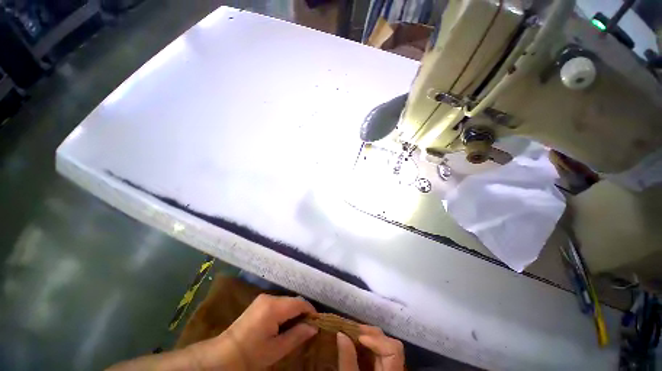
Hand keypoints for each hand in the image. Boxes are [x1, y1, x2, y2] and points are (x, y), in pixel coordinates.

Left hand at [191, 294, 317, 369]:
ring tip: (297, 326)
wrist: (224, 354)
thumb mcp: (277, 349)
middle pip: (293, 300)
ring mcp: (263, 298)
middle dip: (302, 311)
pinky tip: (284, 323)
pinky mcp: (260, 302)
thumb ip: (297, 335)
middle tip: (308, 326)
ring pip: (286, 301)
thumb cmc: (252, 354)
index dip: (311, 311)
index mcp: (274, 307)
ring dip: (294, 311)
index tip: (317, 322)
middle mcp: (270, 297)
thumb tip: (314, 327)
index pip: (300, 303)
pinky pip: (279, 302)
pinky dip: (285, 310)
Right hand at [337, 325, 404, 370]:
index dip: (377, 339)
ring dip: (370, 337)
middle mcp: (396, 367)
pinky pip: (381, 352)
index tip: (358, 337)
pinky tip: (358, 344)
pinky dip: (370, 345)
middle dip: (371, 333)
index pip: (394, 348)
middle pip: (390, 343)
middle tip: (352, 330)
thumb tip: (341, 333)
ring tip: (353, 334)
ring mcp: (392, 367)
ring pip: (385, 346)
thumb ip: (347, 360)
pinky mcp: (385, 368)